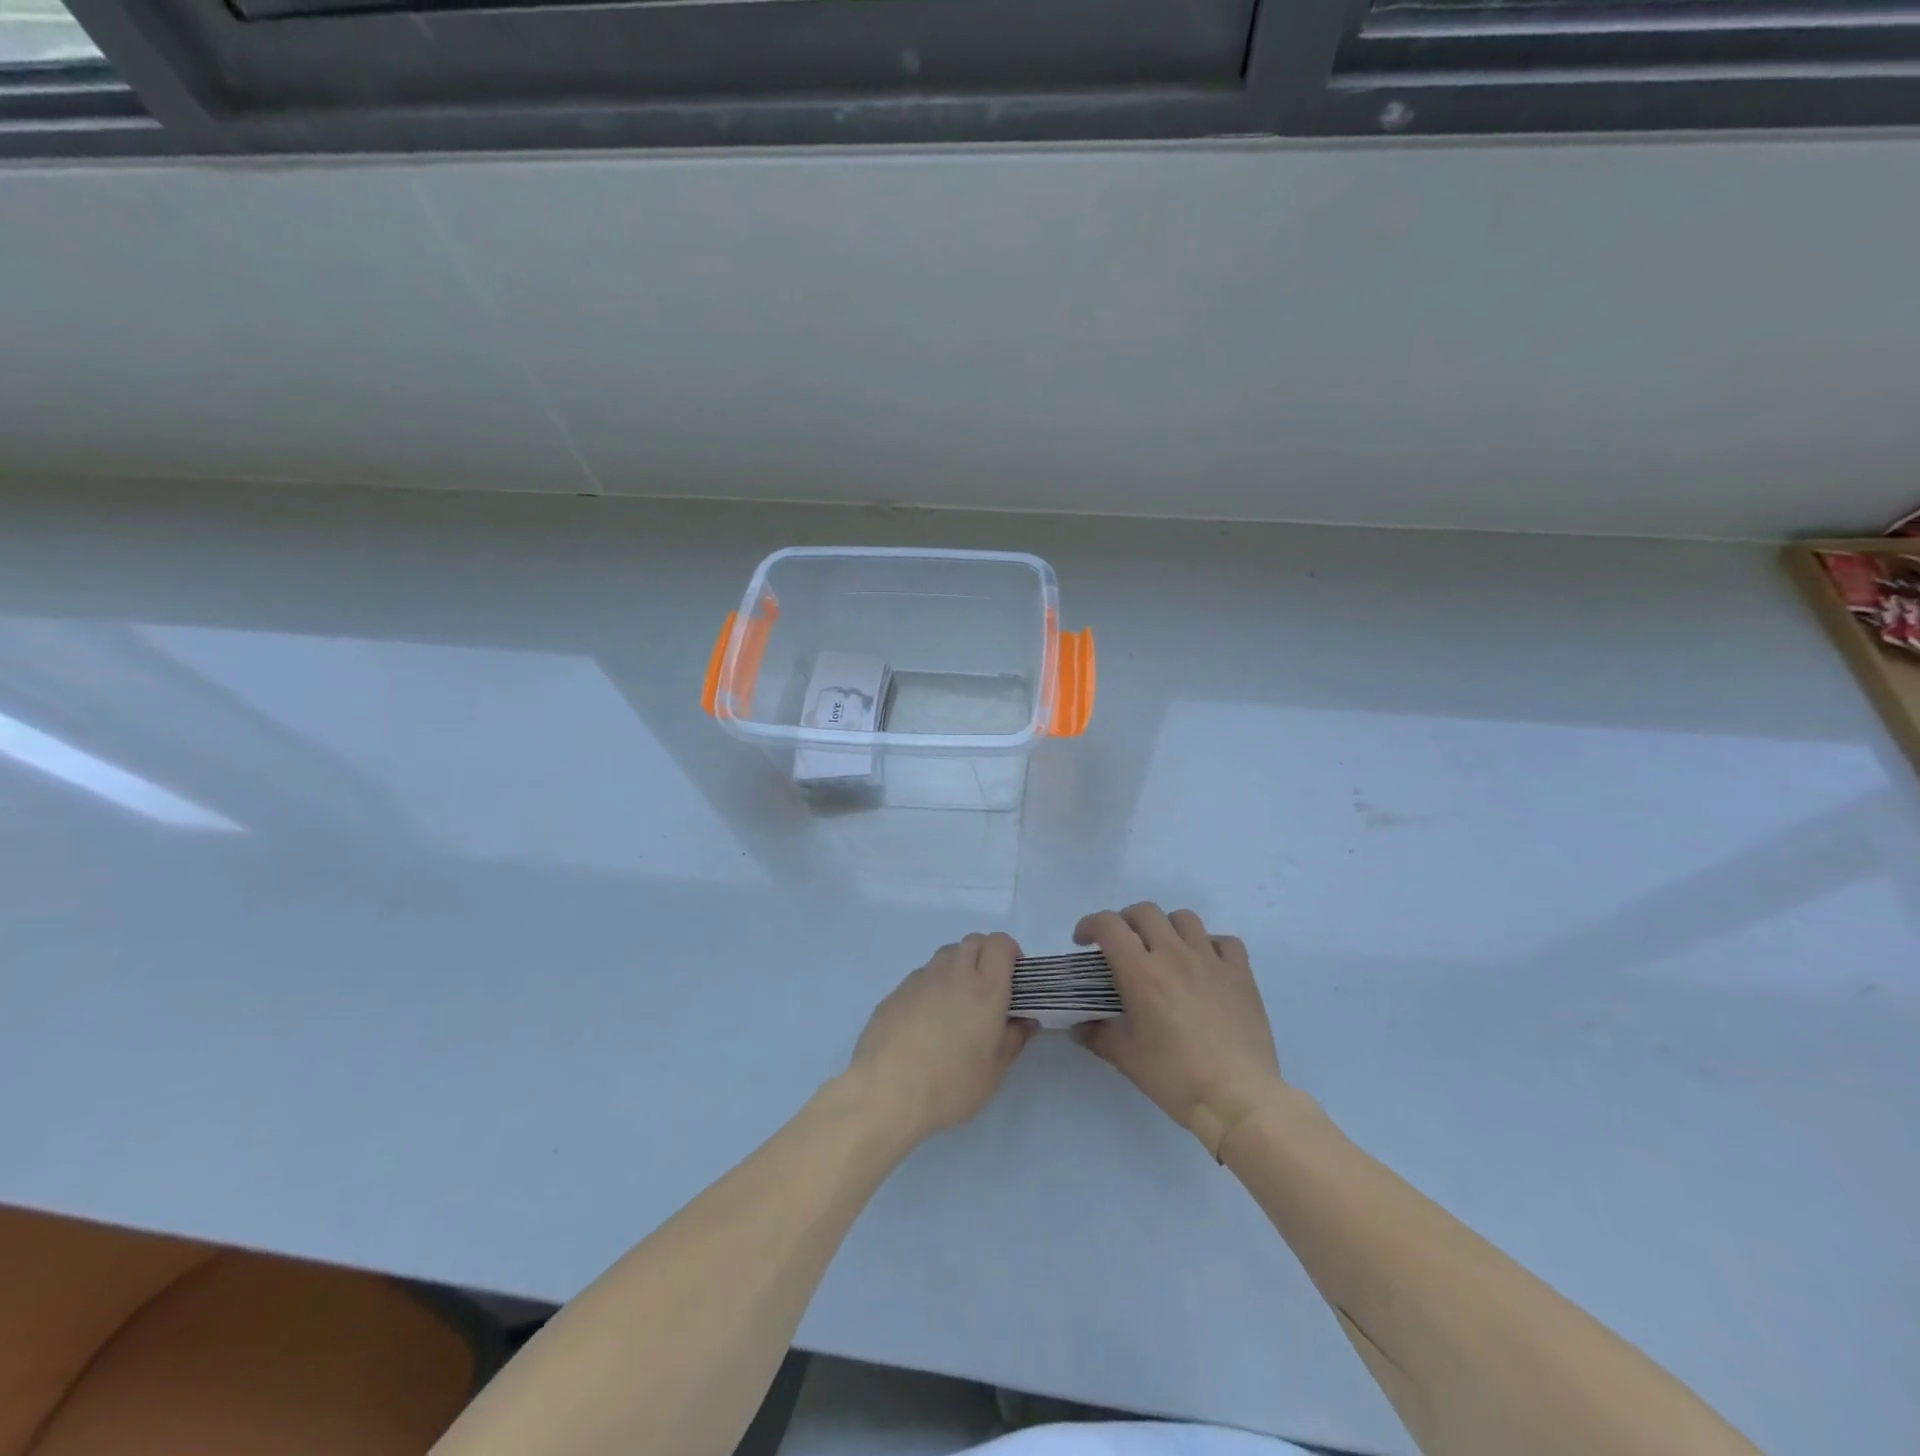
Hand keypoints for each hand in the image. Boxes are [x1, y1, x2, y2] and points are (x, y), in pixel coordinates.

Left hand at [847, 933, 1036, 1148]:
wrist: (886, 1094)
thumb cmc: (950, 1086)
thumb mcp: (993, 1073)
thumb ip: (1014, 1040)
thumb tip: (1026, 1021)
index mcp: (985, 989)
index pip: (1000, 943)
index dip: (1010, 953)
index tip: (1013, 979)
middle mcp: (953, 974)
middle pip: (973, 941)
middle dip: (985, 956)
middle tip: (987, 990)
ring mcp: (921, 979)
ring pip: (946, 954)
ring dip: (958, 967)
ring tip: (957, 1003)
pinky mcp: (896, 992)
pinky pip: (922, 975)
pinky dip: (932, 985)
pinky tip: (926, 1020)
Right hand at [1071, 903, 1284, 1157]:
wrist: (1238, 1098)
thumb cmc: (1176, 1077)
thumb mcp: (1127, 1059)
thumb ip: (1098, 1036)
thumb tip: (1078, 1027)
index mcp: (1140, 971)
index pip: (1108, 925)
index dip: (1090, 925)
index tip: (1084, 942)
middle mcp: (1174, 954)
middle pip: (1145, 911)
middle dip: (1126, 921)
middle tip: (1123, 945)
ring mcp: (1211, 961)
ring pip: (1185, 918)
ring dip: (1167, 927)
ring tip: (1164, 950)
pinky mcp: (1240, 974)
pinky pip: (1225, 941)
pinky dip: (1210, 945)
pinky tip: (1205, 965)